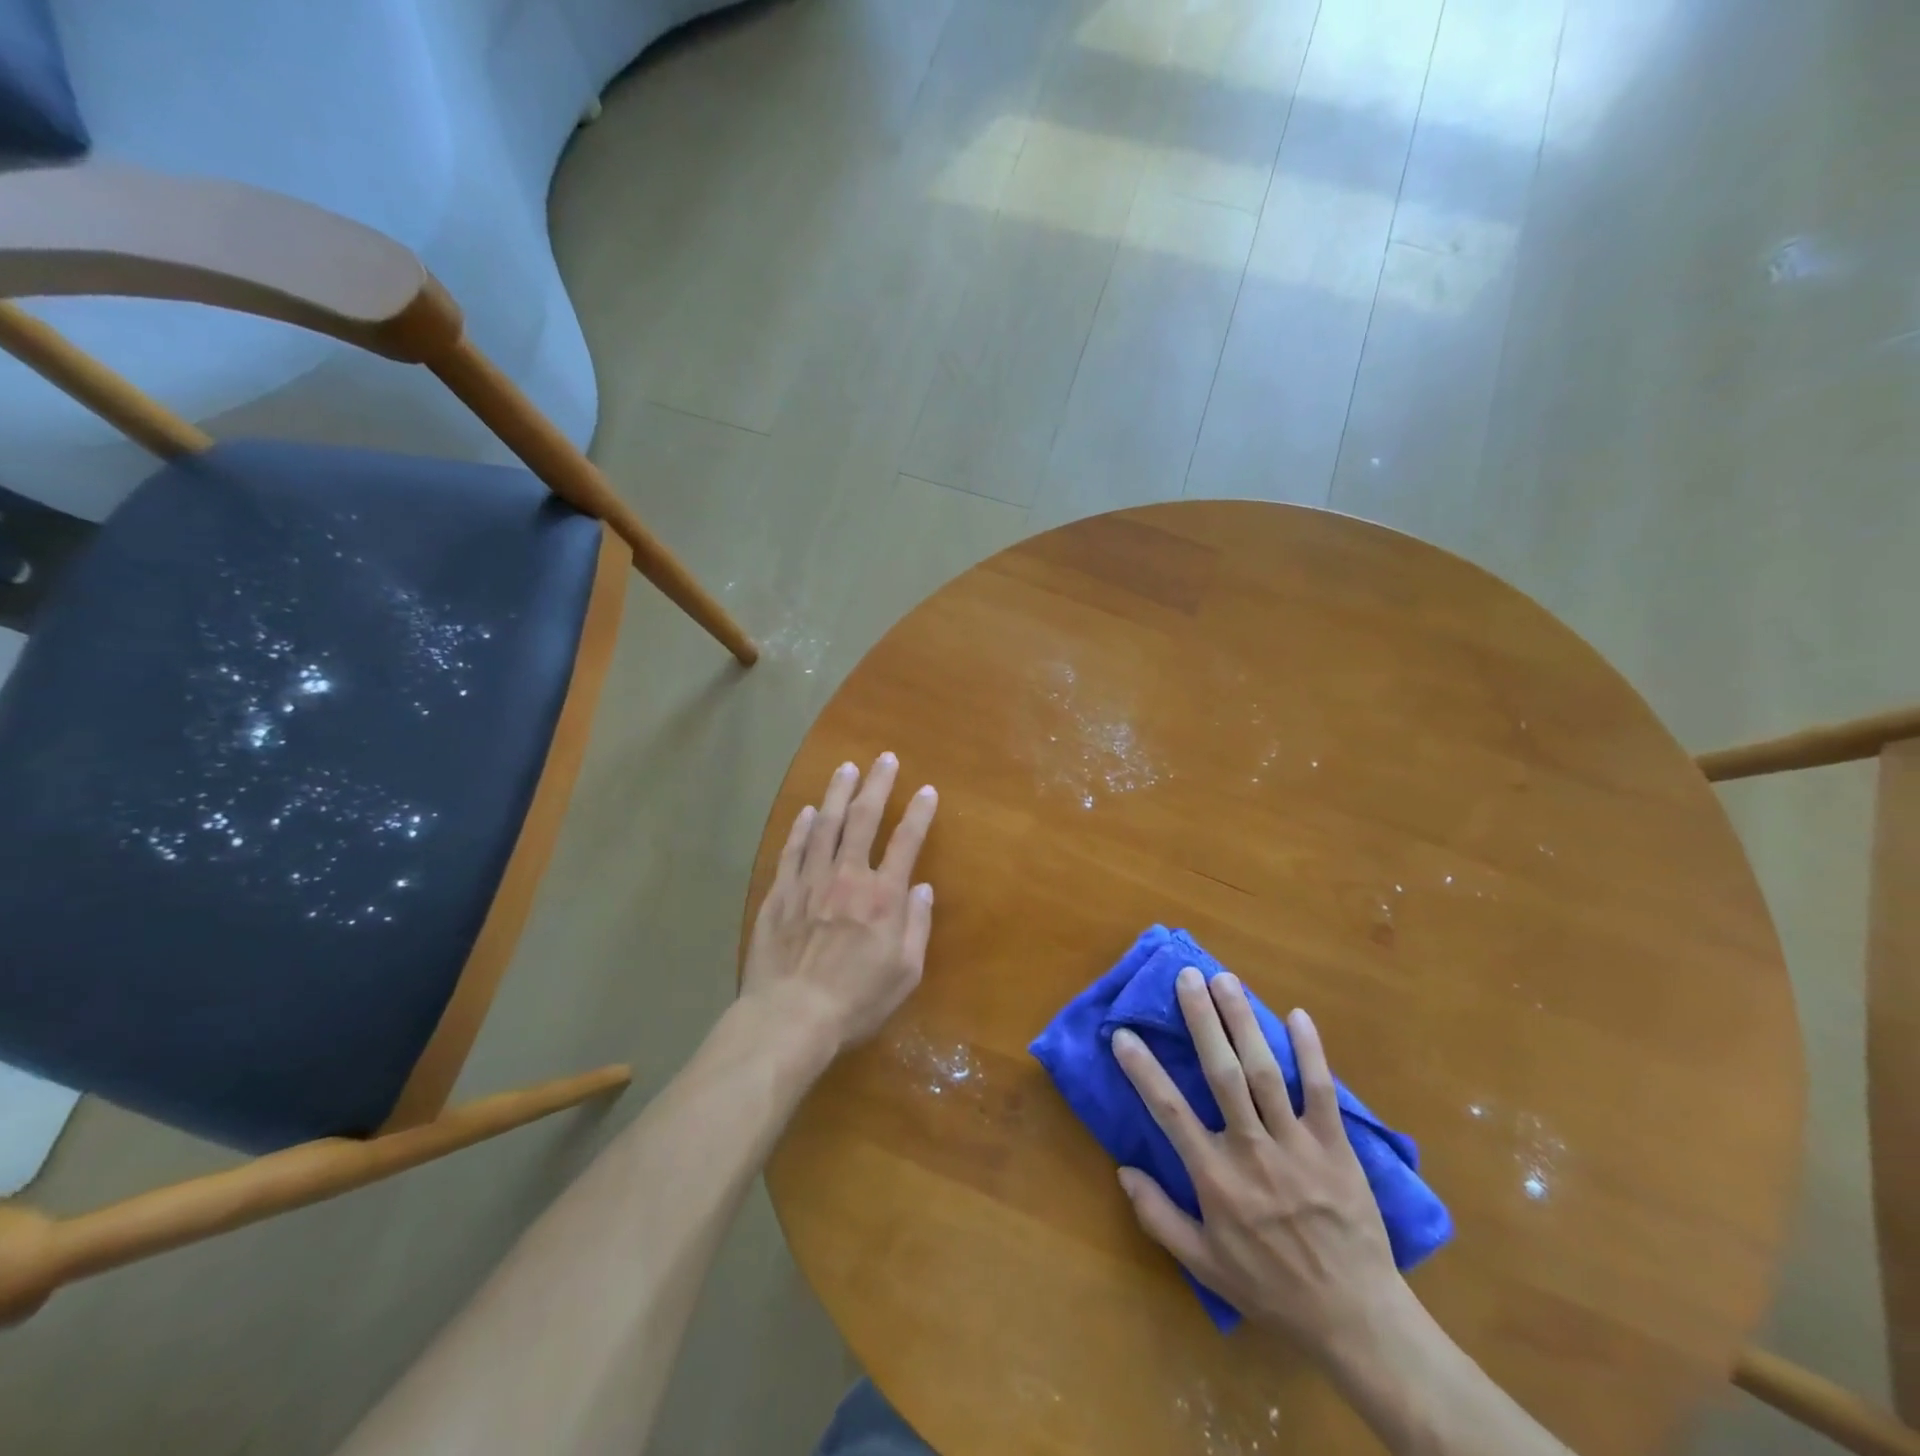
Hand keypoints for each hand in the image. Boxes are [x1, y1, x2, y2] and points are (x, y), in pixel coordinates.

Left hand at [742, 754, 937, 1055]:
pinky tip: (807, 811)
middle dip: (877, 785)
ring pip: (824, 825)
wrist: (791, 1017)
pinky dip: (800, 827)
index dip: (919, 813)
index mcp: (882, 897)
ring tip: (847, 768)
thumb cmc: (856, 1000)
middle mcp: (847, 877)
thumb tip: (922, 888)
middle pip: (863, 819)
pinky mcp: (780, 893)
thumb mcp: (905, 972)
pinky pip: (792, 850)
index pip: (906, 842)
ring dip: (837, 793)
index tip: (927, 790)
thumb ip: (917, 925)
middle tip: (885, 758)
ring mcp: (809, 881)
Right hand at [1111, 970, 1404, 1362]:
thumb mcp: (1204, 1265)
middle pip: (1222, 1074)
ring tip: (1226, 980)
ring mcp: (1296, 1147)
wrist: (1355, 1320)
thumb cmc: (1272, 1289)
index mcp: (1215, 1179)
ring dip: (1243, 1022)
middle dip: (1202, 1021)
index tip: (1123, 1033)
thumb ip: (1159, 1217)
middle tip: (1187, 977)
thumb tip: (1122, 1169)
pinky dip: (1311, 1052)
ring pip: (1265, 1072)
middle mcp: (1251, 1152)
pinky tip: (1297, 1015)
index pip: (1169, 1111)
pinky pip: (1321, 1092)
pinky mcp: (1335, 1148)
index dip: (1143, 1070)